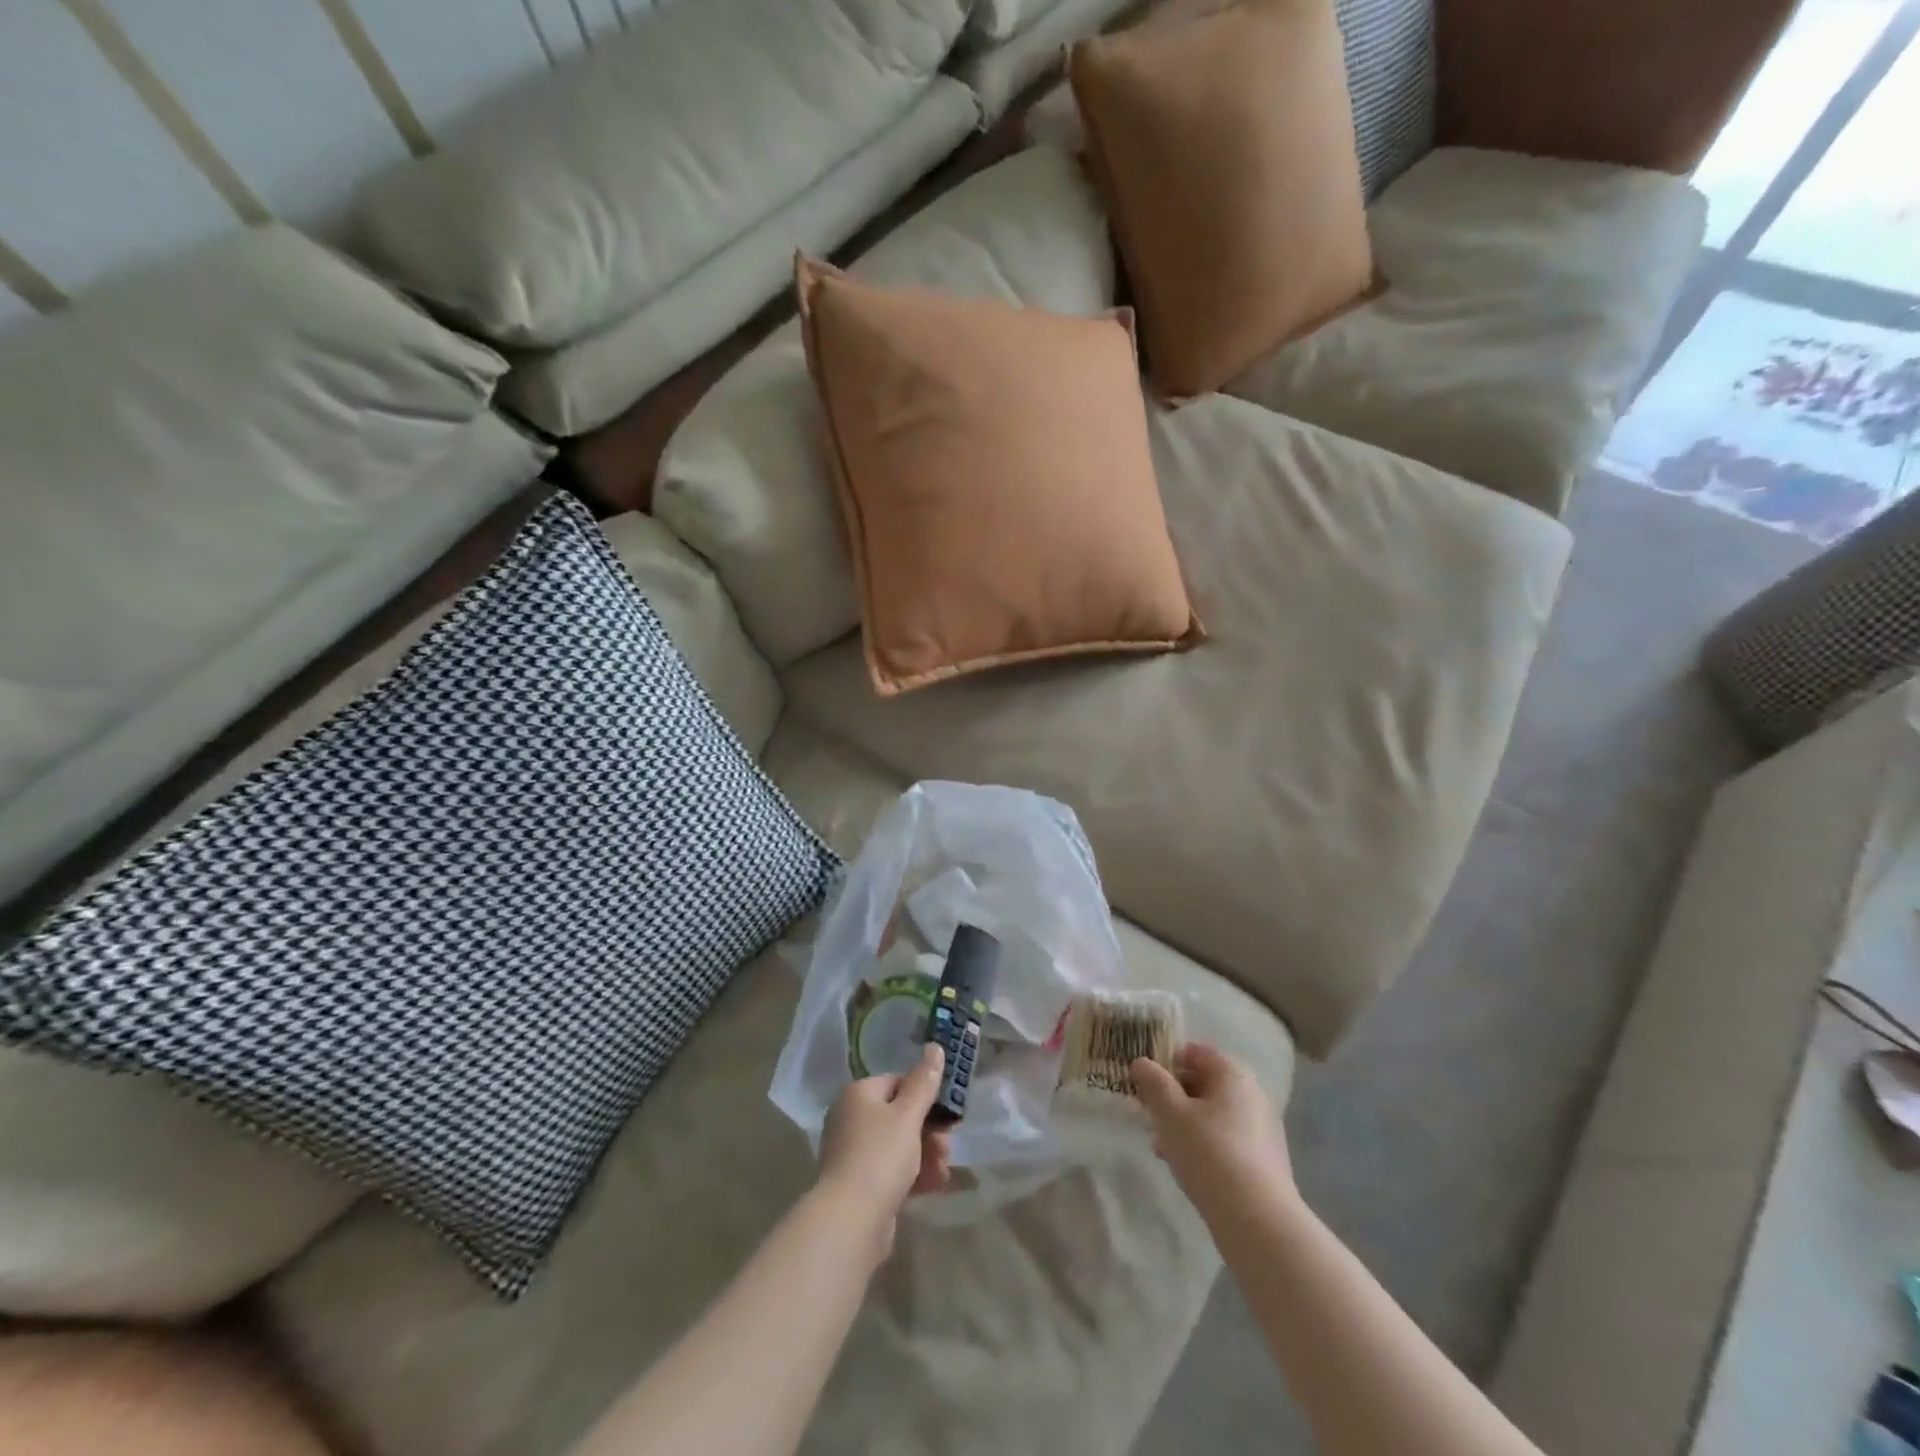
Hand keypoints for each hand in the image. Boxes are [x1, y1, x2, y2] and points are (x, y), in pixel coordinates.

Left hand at [816, 1043, 953, 1255]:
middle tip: (948, 1144)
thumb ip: (924, 1082)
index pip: (897, 1082)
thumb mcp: (908, 1114)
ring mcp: (853, 1153)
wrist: (851, 1220)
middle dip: (929, 1130)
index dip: (924, 1095)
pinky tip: (935, 1184)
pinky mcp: (859, 1184)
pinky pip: (891, 1171)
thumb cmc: (881, 1155)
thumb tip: (935, 1047)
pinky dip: (913, 1174)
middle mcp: (851, 1119)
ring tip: (944, 1169)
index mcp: (858, 1094)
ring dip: (926, 1154)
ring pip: (898, 1145)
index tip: (947, 1111)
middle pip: (899, 1116)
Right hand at [1131, 1043, 1293, 1215]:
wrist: (1258, 1221)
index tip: (1145, 1081)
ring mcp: (1262, 1129)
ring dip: (1185, 1122)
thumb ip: (1153, 1083)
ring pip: (1213, 1114)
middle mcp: (1253, 1095)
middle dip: (1174, 1096)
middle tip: (1149, 1113)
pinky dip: (1204, 1144)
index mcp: (1233, 1074)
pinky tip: (1183, 1165)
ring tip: (1160, 1144)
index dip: (1167, 1061)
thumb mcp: (1171, 1113)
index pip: (1196, 1052)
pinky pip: (1226, 1139)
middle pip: (1205, 1083)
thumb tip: (1142, 1063)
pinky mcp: (1264, 1161)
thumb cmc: (1210, 1153)